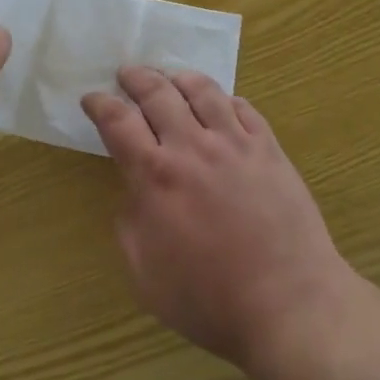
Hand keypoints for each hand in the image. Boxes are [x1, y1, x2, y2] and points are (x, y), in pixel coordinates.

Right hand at [82, 68, 354, 371]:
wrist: (288, 304)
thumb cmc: (209, 299)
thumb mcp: (144, 275)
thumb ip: (130, 224)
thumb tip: (134, 193)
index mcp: (155, 176)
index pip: (118, 121)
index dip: (100, 104)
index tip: (92, 99)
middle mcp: (192, 147)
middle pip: (158, 93)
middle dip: (136, 79)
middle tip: (127, 75)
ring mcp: (234, 143)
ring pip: (203, 90)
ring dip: (180, 78)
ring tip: (172, 78)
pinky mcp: (269, 148)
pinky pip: (243, 108)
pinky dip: (225, 99)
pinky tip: (220, 104)